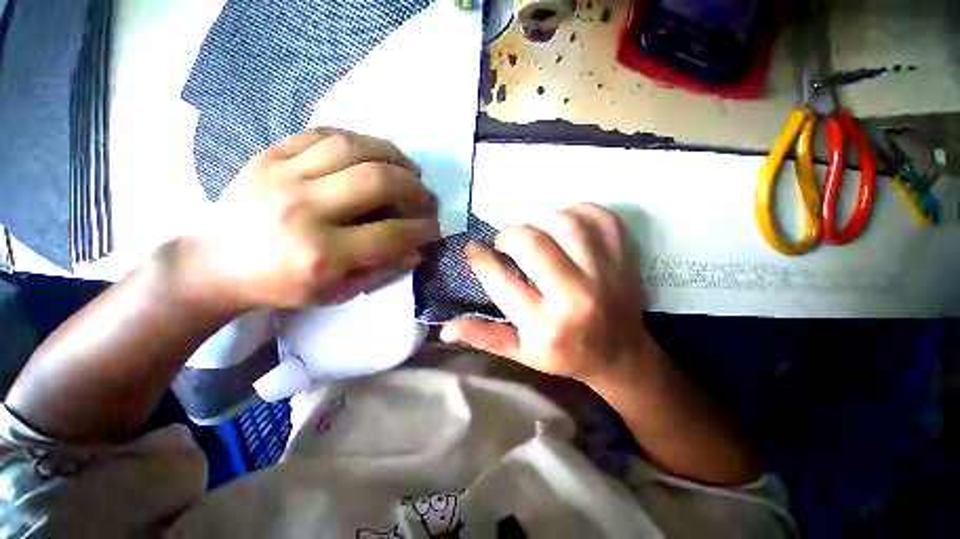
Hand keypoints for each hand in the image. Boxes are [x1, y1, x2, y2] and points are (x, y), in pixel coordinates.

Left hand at [181, 128, 439, 310]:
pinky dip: (358, 140)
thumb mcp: (337, 292)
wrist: (216, 263)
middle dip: (414, 187)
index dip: (423, 229)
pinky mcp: (269, 154)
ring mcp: (283, 175)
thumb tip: (419, 250)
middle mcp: (304, 209)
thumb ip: (383, 270)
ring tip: (409, 168)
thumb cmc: (281, 285)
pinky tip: (373, 152)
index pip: (391, 234)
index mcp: (322, 253)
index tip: (436, 227)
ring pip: (353, 147)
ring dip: (393, 155)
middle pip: (377, 181)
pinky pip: (322, 133)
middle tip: (426, 196)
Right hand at [441, 203, 652, 382]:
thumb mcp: (522, 354)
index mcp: (546, 326)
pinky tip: (563, 222)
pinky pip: (598, 216)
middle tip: (504, 241)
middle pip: (533, 244)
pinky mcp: (625, 257)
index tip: (473, 249)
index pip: (501, 282)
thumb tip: (445, 328)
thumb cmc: (565, 354)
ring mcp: (606, 274)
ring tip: (533, 230)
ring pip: (564, 224)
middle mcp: (575, 298)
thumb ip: (485, 337)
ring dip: (540, 219)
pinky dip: (575, 210)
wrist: (621, 354)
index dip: (480, 259)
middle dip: (509, 235)